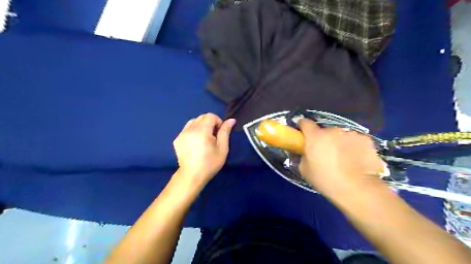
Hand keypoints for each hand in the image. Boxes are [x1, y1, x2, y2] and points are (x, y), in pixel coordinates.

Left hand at [173, 112, 234, 185]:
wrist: (192, 176)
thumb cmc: (210, 163)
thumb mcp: (222, 148)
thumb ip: (225, 132)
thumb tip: (231, 120)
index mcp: (202, 130)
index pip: (210, 116)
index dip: (218, 122)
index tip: (219, 133)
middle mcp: (190, 129)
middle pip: (202, 117)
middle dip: (210, 123)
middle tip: (213, 137)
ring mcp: (182, 134)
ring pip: (193, 121)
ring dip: (201, 126)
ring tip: (204, 138)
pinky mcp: (177, 139)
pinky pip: (187, 129)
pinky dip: (193, 131)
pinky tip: (195, 143)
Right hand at [298, 118, 385, 198]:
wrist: (357, 189)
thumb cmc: (326, 180)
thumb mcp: (305, 170)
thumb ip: (303, 156)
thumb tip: (306, 152)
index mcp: (315, 136)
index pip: (305, 123)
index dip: (303, 127)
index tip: (303, 133)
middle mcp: (333, 130)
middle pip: (325, 131)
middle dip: (324, 139)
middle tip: (326, 153)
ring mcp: (351, 134)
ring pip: (342, 136)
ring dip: (340, 143)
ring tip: (344, 159)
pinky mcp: (367, 140)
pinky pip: (356, 141)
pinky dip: (355, 147)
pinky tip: (357, 160)